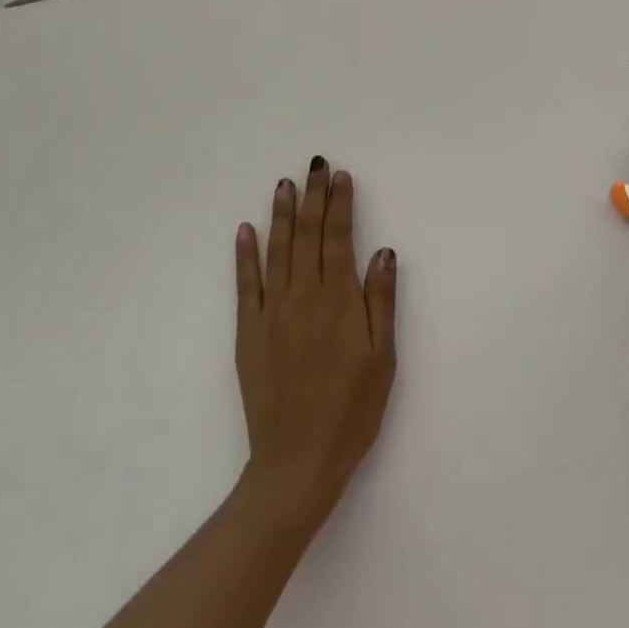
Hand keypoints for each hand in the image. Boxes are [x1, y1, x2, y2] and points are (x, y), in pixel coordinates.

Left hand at [234, 157, 396, 533]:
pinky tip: (245, 230)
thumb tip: (383, 249)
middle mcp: (303, 296)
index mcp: (338, 301)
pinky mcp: (249, 333)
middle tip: (316, 165)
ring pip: (277, 251)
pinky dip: (245, 255)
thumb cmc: (352, 410)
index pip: (338, 238)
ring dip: (281, 214)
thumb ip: (381, 300)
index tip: (341, 176)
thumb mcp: (383, 357)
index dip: (340, 204)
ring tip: (284, 184)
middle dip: (313, 197)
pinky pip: (246, 284)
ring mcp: (271, 313)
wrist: (298, 462)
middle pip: (307, 235)